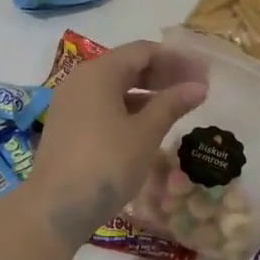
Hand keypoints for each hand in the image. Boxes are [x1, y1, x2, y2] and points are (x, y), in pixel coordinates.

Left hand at [30, 40, 208, 240]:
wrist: (56, 208)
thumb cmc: (106, 164)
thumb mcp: (145, 133)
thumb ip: (172, 104)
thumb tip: (199, 86)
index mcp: (99, 72)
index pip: (143, 51)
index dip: (177, 59)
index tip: (204, 72)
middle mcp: (81, 79)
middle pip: (128, 66)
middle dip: (164, 74)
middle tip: (196, 88)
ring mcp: (71, 102)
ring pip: (116, 86)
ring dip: (148, 92)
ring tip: (178, 106)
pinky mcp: (68, 124)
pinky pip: (104, 104)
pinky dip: (129, 108)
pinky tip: (150, 123)